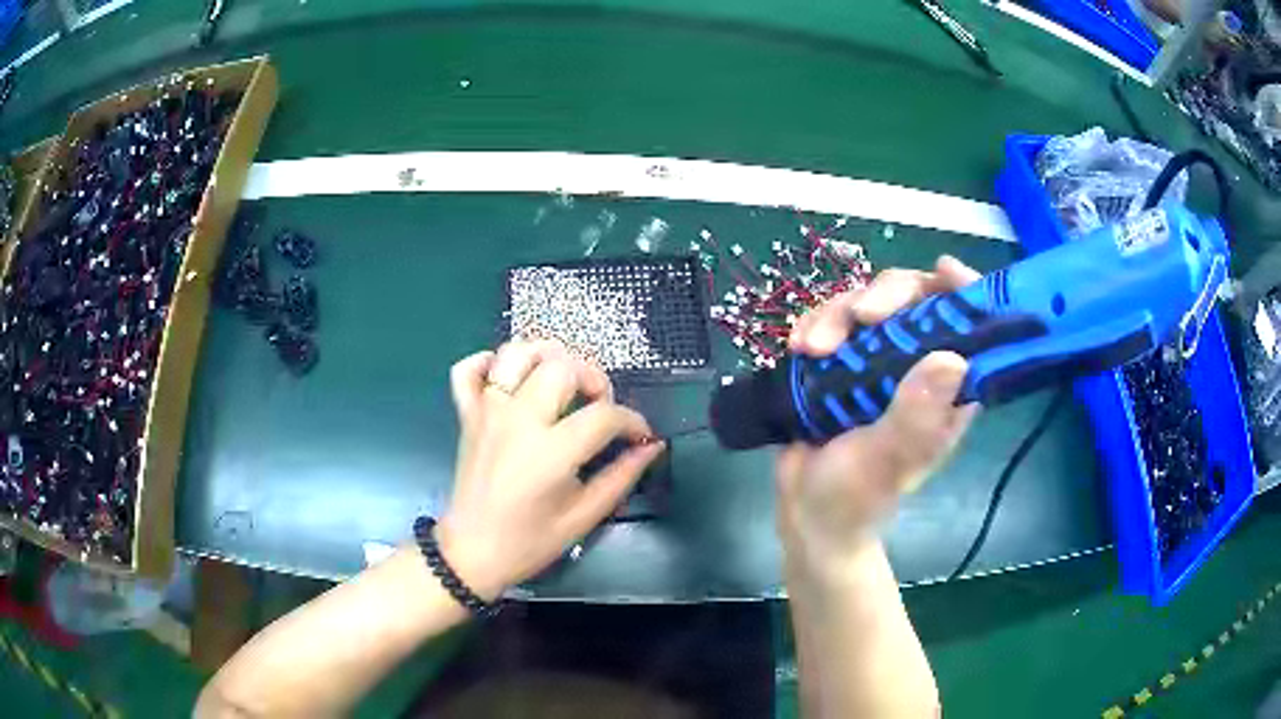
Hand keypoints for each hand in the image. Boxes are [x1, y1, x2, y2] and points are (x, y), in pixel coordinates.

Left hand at [437, 340, 663, 600]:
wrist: (472, 552)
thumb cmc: (530, 541)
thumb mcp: (584, 516)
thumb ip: (621, 477)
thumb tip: (652, 446)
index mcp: (549, 452)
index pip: (603, 415)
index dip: (632, 420)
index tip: (641, 434)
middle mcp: (517, 420)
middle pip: (562, 367)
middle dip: (593, 378)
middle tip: (599, 406)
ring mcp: (487, 413)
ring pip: (515, 354)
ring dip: (546, 357)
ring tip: (561, 381)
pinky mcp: (466, 415)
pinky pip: (468, 369)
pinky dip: (489, 363)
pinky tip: (510, 379)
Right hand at [778, 256, 981, 571]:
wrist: (806, 513)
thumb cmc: (855, 498)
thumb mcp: (886, 461)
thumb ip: (916, 416)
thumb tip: (952, 358)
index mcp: (947, 392)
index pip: (970, 328)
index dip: (964, 293)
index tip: (943, 271)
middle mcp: (919, 368)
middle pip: (914, 300)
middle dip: (886, 296)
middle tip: (860, 316)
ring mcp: (878, 361)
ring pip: (869, 303)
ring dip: (838, 313)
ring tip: (810, 348)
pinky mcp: (842, 362)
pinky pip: (833, 320)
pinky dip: (815, 324)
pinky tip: (797, 346)